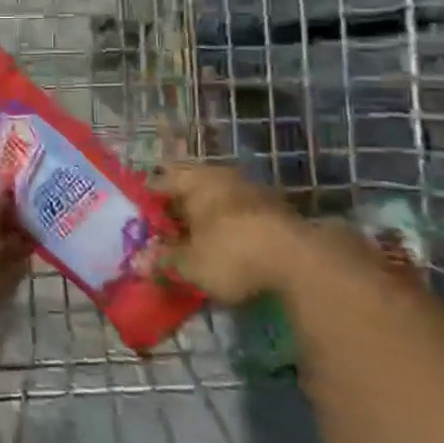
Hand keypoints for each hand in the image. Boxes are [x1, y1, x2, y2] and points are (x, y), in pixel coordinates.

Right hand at [149, 162, 305, 304]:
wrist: (303, 263)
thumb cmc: (231, 253)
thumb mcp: (189, 264)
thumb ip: (163, 260)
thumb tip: (140, 263)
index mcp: (195, 180)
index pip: (159, 182)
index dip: (147, 204)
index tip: (140, 225)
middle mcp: (223, 178)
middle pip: (191, 192)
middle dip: (178, 215)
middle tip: (165, 240)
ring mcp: (254, 192)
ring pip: (219, 205)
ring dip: (207, 224)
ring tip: (195, 251)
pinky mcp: (278, 213)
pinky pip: (241, 220)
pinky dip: (231, 234)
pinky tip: (227, 255)